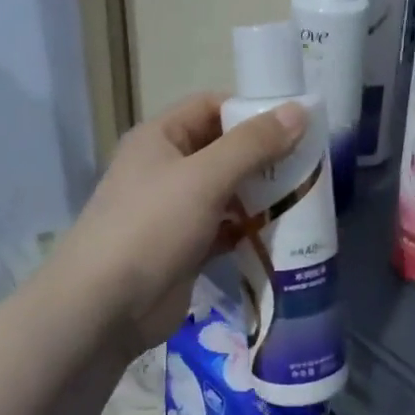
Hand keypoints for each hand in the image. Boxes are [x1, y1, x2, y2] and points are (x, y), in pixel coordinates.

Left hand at [55, 92, 306, 353]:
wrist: (104, 308)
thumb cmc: (151, 227)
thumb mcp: (205, 177)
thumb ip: (254, 144)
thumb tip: (299, 110)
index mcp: (160, 138)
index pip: (211, 106)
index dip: (251, 109)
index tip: (296, 121)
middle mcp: (166, 168)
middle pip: (224, 149)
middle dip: (264, 155)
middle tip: (310, 162)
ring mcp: (175, 210)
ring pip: (228, 191)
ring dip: (262, 193)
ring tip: (306, 194)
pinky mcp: (186, 248)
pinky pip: (226, 228)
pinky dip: (251, 229)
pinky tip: (283, 232)